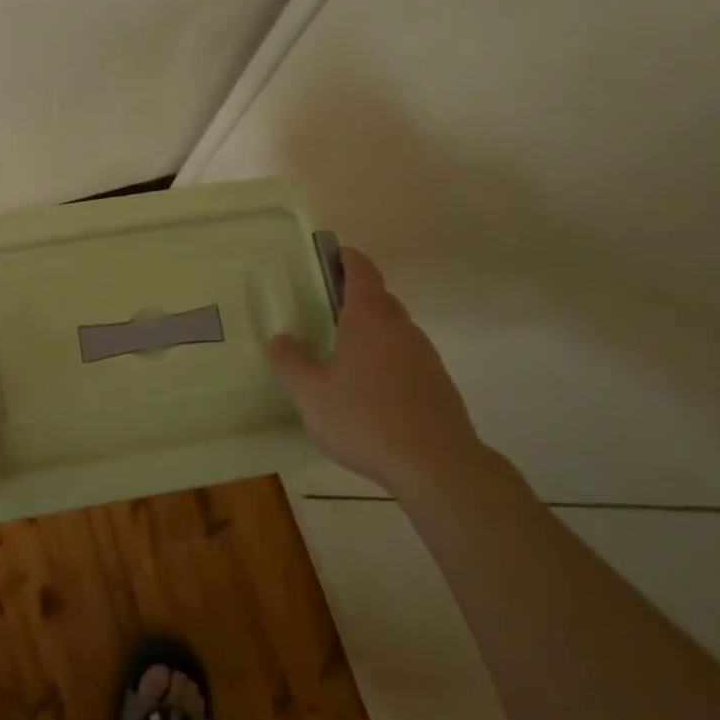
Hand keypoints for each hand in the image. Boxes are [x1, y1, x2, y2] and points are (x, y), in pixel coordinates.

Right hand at [268, 247, 479, 487]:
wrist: (437, 464)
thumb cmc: (365, 418)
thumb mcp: (312, 394)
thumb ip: (292, 363)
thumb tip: (280, 338)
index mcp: (368, 318)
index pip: (362, 272)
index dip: (348, 259)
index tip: (333, 254)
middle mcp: (400, 328)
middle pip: (380, 299)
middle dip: (357, 297)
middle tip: (327, 308)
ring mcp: (425, 356)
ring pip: (396, 330)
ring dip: (373, 331)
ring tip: (345, 352)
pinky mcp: (439, 385)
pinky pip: (407, 358)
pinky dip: (388, 360)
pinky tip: (372, 390)